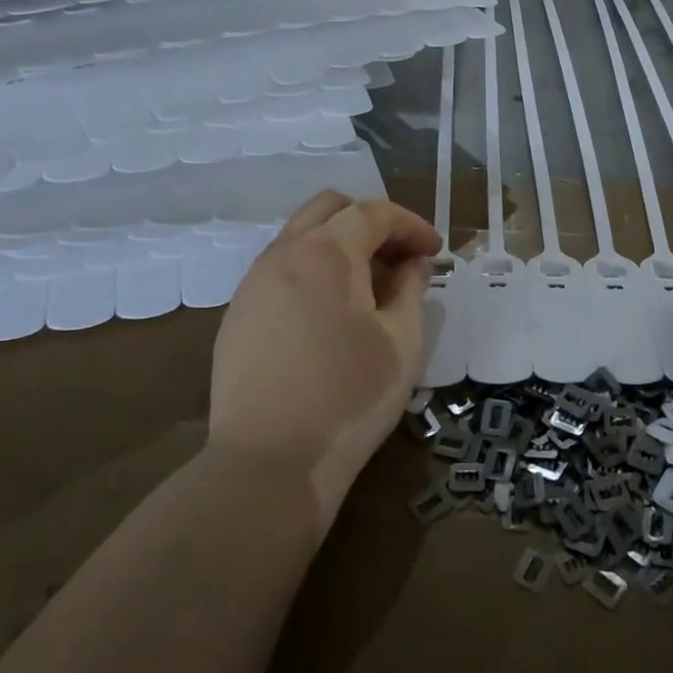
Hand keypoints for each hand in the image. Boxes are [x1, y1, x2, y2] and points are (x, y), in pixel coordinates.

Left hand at [208, 192, 438, 535]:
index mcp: (326, 253)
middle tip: (399, 258)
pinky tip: (330, 315)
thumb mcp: (401, 342)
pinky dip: (312, 272)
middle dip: (370, 222)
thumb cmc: (349, 397)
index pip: (373, 213)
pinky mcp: (237, 316)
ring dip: (339, 246)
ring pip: (299, 238)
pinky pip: (280, 271)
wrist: (268, 463)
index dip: (411, 225)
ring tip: (369, 288)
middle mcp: (282, 254)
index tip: (435, 252)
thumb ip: (410, 290)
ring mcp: (252, 284)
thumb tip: (412, 265)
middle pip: (329, 209)